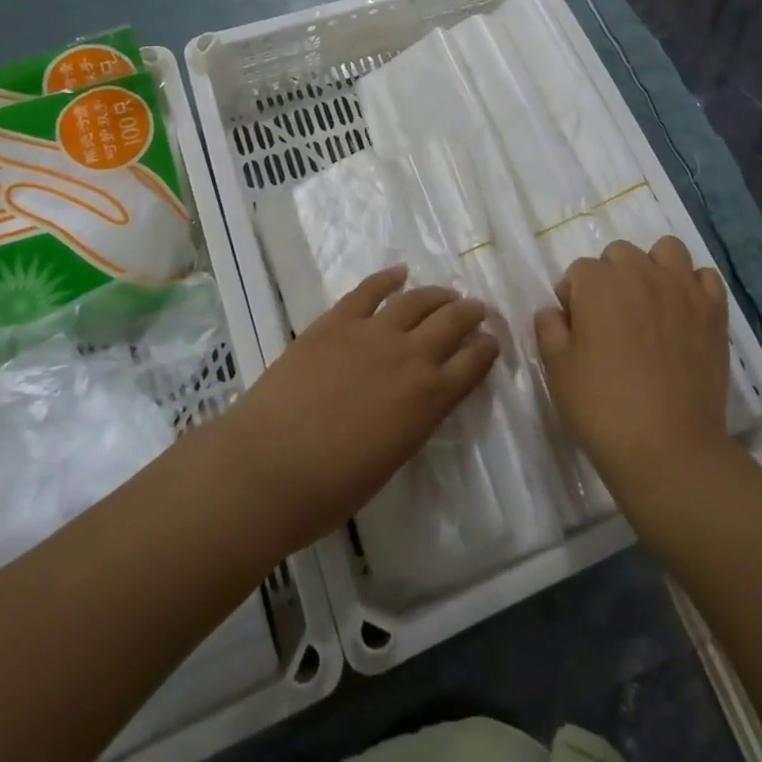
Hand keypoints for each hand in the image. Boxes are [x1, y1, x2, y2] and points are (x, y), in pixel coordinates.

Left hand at [214, 266, 497, 553]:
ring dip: (438, 294)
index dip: (487, 349)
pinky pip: (370, 290)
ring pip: (417, 300)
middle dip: (471, 314)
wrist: (269, 467)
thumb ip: (414, 420)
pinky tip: (399, 273)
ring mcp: (372, 332)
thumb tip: (419, 397)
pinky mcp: (337, 320)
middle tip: (478, 310)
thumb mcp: (393, 459)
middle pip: (452, 322)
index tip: (492, 341)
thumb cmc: (331, 488)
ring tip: (448, 292)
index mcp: (429, 399)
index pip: (472, 363)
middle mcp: (410, 356)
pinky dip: (388, 278)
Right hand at [535, 238, 732, 496]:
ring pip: (666, 250)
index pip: (578, 271)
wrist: (668, 449)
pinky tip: (683, 312)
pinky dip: (693, 286)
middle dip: (610, 277)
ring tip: (649, 303)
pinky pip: (705, 277)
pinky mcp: (714, 312)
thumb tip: (554, 311)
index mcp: (599, 283)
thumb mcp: (556, 369)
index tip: (576, 330)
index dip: (573, 298)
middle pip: (620, 254)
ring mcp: (682, 290)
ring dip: (653, 267)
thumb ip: (549, 328)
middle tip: (610, 319)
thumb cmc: (602, 408)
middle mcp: (641, 273)